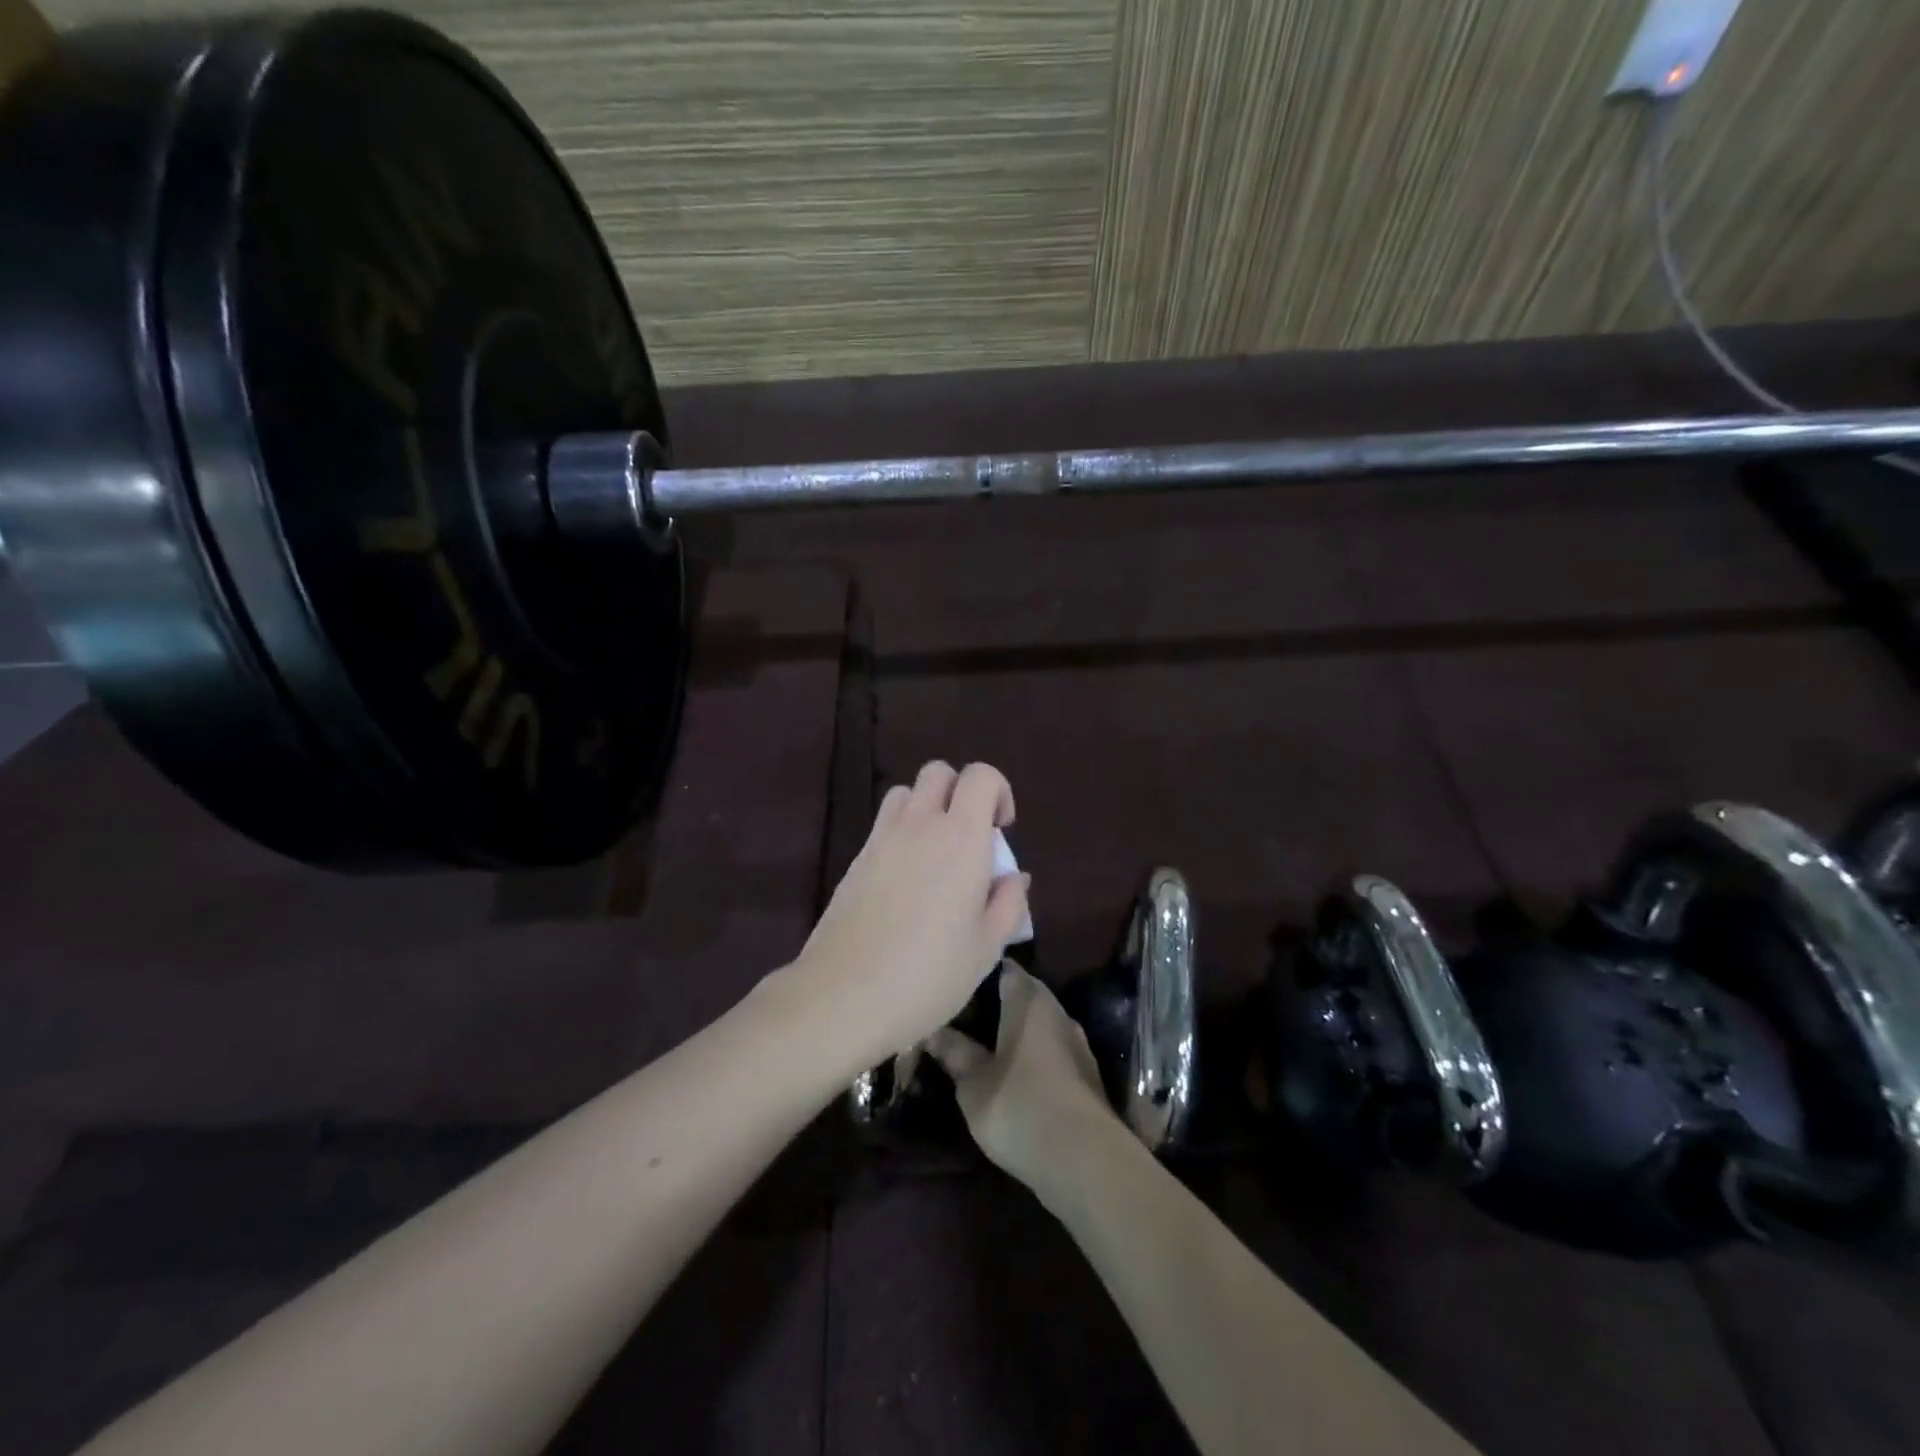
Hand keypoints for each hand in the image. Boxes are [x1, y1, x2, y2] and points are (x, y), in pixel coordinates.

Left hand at [789, 761, 1029, 1070]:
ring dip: (926, 808)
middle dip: (960, 792)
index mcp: (961, 838)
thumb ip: (1009, 903)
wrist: (844, 995)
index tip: (1001, 831)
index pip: (980, 775)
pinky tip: (905, 881)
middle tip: (969, 838)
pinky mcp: (856, 859)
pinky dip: (901, 833)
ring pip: (905, 793)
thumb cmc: (929, 974)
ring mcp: (881, 839)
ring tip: (935, 854)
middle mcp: (920, 825)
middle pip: (938, 772)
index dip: (998, 791)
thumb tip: (1013, 876)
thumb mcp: (987, 947)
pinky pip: (883, 825)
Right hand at [928, 964, 1119, 1190]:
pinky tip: (1013, 1075)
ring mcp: (1076, 1043)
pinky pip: (1051, 1051)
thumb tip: (933, 1030)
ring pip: (1038, 1024)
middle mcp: (1057, 1011)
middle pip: (1023, 995)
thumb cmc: (1020, 1107)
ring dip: (1015, 1032)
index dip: (979, 974)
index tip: (955, 985)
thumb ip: (954, 1052)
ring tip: (982, 1046)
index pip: (1004, 968)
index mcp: (1029, 1000)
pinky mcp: (1086, 1074)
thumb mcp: (973, 1083)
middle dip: (995, 1004)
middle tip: (962, 1019)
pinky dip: (1032, 1055)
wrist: (1086, 1160)